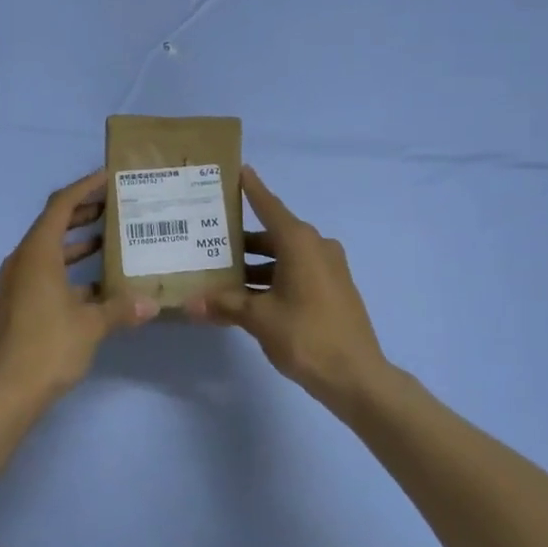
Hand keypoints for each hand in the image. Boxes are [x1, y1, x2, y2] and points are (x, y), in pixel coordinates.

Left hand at [0, 170, 157, 404]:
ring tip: (111, 238)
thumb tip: (151, 304)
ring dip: (78, 242)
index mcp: (37, 253)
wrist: (7, 391)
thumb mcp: (91, 325)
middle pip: (53, 224)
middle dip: (84, 212)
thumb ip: (121, 308)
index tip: (109, 177)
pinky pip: (46, 273)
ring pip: (50, 250)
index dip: (84, 187)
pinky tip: (97, 285)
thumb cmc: (49, 346)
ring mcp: (18, 283)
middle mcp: (23, 261)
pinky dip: (70, 270)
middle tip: (115, 205)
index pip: (61, 206)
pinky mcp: (18, 304)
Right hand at [185, 167, 390, 412]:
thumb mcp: (259, 318)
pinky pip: (296, 273)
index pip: (269, 205)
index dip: (252, 188)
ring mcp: (328, 269)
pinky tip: (247, 295)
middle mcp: (316, 247)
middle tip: (209, 236)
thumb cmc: (306, 335)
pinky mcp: (332, 290)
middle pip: (273, 233)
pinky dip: (272, 278)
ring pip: (283, 256)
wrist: (357, 377)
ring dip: (255, 264)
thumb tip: (190, 303)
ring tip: (221, 272)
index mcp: (300, 242)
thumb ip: (225, 304)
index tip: (238, 170)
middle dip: (242, 238)